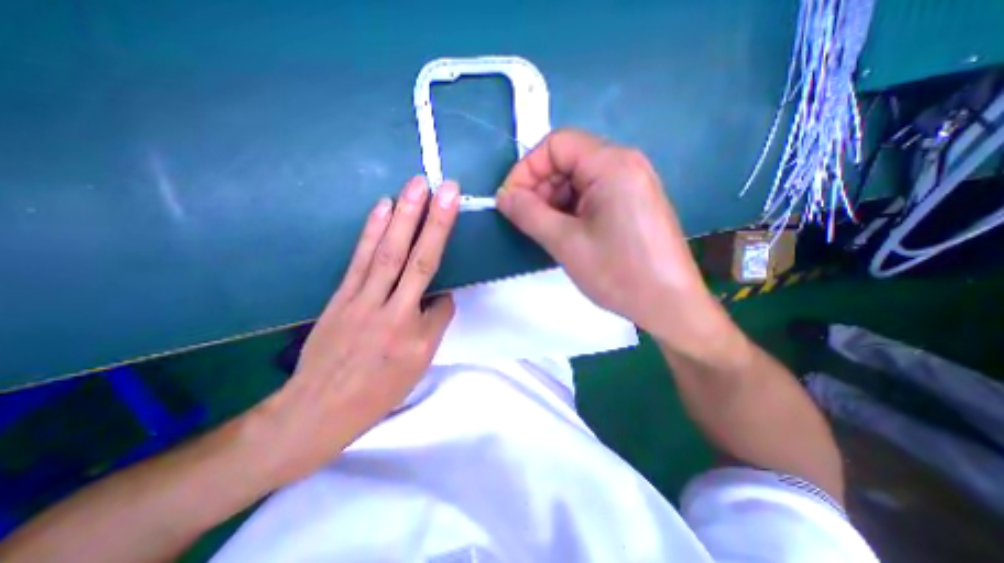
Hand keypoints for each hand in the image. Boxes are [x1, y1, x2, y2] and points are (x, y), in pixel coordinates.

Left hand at [252, 175, 456, 482]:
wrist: (318, 409)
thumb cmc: (377, 391)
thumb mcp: (416, 367)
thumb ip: (433, 326)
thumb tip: (438, 297)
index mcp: (416, 336)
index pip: (443, 304)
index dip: (447, 298)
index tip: (448, 293)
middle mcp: (392, 312)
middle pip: (418, 260)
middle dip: (435, 222)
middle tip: (446, 188)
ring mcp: (362, 299)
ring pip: (388, 252)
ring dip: (405, 216)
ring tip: (417, 185)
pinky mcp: (342, 295)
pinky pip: (361, 258)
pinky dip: (373, 230)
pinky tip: (383, 208)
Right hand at [498, 129, 726, 352]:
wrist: (669, 305)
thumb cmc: (618, 273)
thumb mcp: (566, 243)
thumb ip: (528, 214)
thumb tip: (503, 197)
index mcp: (612, 164)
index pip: (556, 144)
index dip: (527, 169)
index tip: (510, 201)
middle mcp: (624, 164)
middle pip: (567, 160)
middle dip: (539, 187)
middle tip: (527, 221)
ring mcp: (631, 183)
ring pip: (577, 179)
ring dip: (553, 201)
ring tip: (546, 232)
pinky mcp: (631, 202)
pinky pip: (591, 194)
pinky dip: (570, 209)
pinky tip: (566, 233)